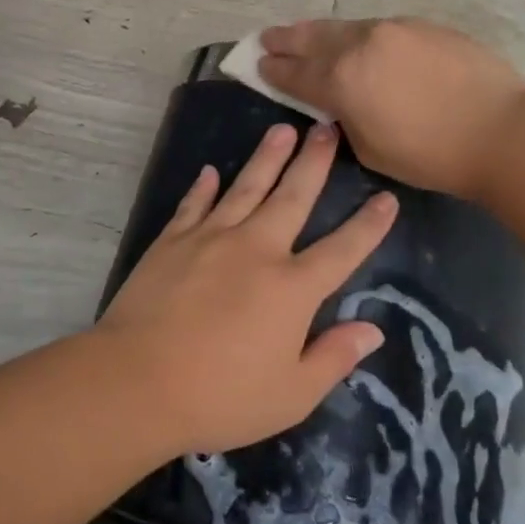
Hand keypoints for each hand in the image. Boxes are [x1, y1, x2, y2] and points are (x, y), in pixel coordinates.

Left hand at [97, 121, 397, 455]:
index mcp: (292, 288)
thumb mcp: (291, 395)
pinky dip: (202, 187)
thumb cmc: (220, 397)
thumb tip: (372, 329)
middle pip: (293, 196)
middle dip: (314, 161)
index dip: (369, 224)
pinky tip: (209, 171)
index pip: (343, 249)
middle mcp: (257, 249)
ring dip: (267, 157)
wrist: (137, 381)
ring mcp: (212, 238)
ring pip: (246, 186)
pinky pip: (194, 205)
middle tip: (327, 126)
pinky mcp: (173, 240)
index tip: (387, 197)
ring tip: (283, 129)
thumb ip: (334, 358)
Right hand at [258, 18, 524, 201]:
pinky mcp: (424, 26)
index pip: (296, 72)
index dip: (273, 70)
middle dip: (286, 39)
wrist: (503, 130)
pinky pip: (380, 28)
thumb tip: (340, 105)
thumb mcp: (372, 150)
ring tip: (304, 34)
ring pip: (346, 27)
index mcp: (343, 79)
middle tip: (267, 38)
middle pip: (313, 37)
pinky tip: (360, 43)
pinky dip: (359, 35)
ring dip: (320, 33)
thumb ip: (346, 121)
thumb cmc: (432, 155)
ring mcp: (395, 29)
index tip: (257, 64)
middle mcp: (361, 44)